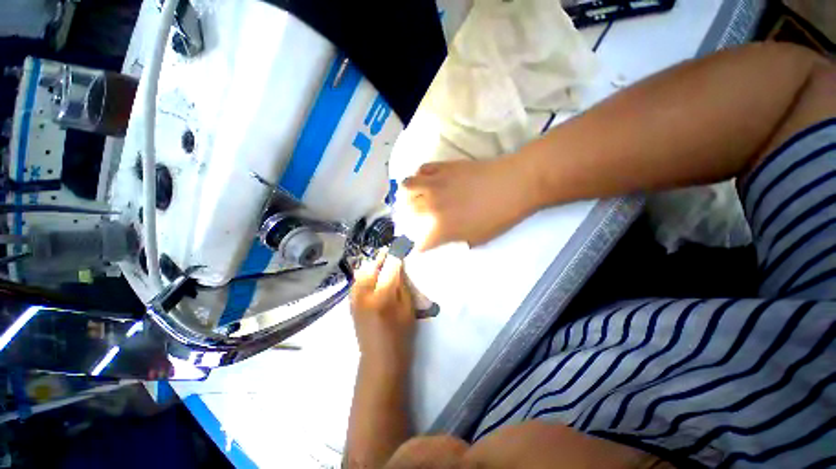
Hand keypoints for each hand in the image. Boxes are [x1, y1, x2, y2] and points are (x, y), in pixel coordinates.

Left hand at [350, 252, 414, 365]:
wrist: (379, 358)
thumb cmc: (401, 335)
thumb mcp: (408, 308)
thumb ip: (402, 285)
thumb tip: (400, 266)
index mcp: (382, 297)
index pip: (389, 267)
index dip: (396, 254)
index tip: (402, 245)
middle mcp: (364, 294)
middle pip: (371, 266)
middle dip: (381, 256)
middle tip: (390, 251)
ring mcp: (354, 299)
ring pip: (361, 272)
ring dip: (372, 264)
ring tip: (382, 261)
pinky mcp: (350, 303)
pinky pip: (356, 281)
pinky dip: (364, 274)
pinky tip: (372, 275)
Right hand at [402, 156, 540, 250]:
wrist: (515, 184)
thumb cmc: (500, 216)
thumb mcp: (478, 239)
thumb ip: (456, 241)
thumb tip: (445, 239)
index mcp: (441, 229)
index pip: (419, 243)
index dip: (418, 248)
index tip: (421, 247)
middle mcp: (431, 206)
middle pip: (408, 213)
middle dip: (409, 218)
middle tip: (417, 219)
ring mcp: (435, 184)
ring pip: (407, 186)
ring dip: (408, 194)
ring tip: (414, 196)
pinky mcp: (443, 167)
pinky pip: (422, 169)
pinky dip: (420, 175)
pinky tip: (427, 180)